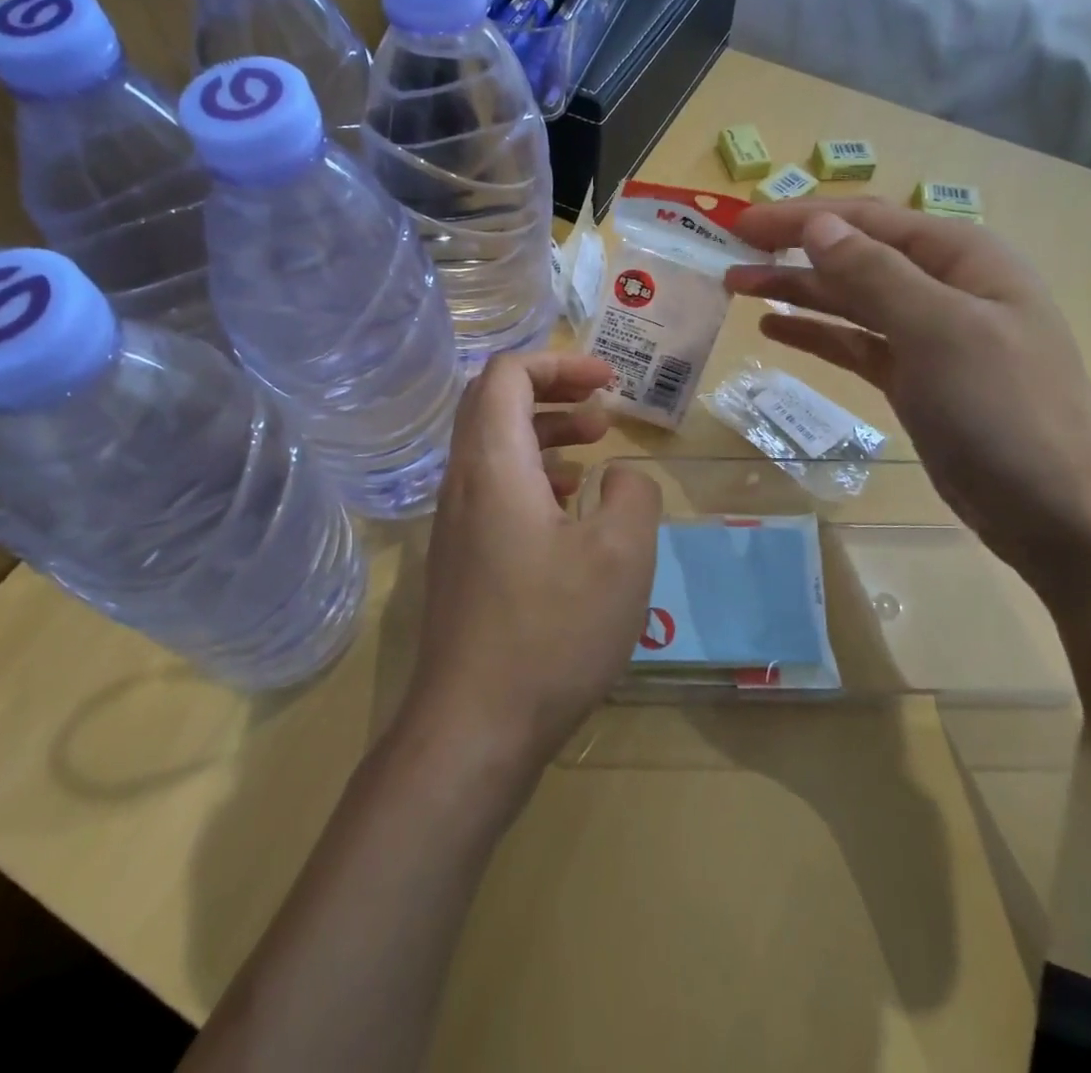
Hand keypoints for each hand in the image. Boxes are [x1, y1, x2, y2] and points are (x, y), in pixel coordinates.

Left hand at [401, 353, 661, 790]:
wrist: (473, 728)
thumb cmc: (551, 631)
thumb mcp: (622, 555)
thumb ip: (634, 494)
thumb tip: (621, 476)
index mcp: (493, 464)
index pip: (507, 374)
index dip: (560, 362)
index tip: (609, 382)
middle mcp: (463, 482)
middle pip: (495, 403)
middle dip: (553, 391)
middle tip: (603, 407)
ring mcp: (456, 523)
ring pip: (495, 447)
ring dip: (545, 433)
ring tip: (595, 448)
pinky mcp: (462, 558)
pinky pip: (495, 489)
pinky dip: (534, 475)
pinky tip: (571, 507)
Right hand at [723, 201, 1090, 598]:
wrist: (1060, 512)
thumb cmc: (1005, 410)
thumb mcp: (940, 331)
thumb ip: (875, 274)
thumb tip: (817, 225)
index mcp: (961, 257)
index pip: (867, 220)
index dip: (800, 217)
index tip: (740, 223)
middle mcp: (944, 287)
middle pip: (854, 255)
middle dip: (791, 251)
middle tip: (728, 256)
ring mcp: (929, 337)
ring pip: (849, 300)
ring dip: (796, 290)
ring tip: (737, 287)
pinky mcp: (914, 380)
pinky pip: (855, 344)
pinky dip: (817, 333)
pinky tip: (775, 329)